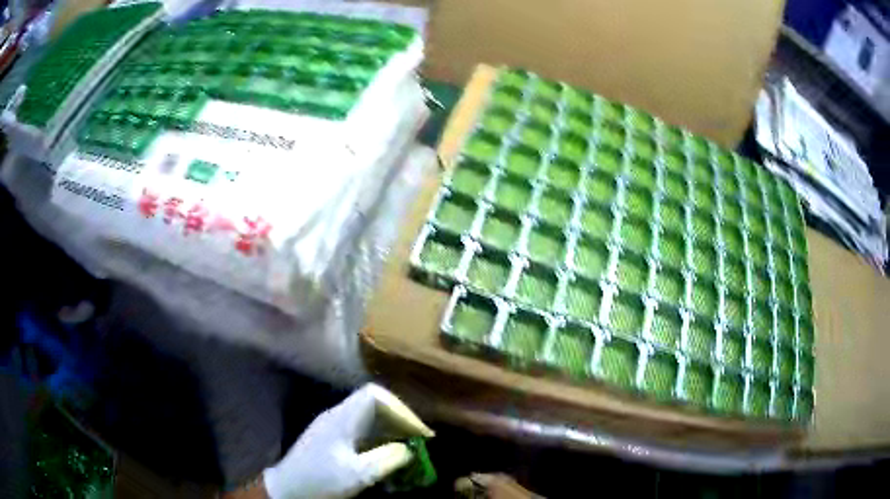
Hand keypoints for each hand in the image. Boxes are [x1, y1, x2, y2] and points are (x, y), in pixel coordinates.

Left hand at [263, 384, 432, 498]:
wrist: (287, 486)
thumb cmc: (319, 479)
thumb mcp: (356, 475)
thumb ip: (385, 460)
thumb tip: (408, 449)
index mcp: (342, 418)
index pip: (375, 395)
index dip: (400, 409)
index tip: (418, 431)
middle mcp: (337, 415)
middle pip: (374, 404)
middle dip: (399, 420)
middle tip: (418, 440)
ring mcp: (333, 426)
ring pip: (369, 418)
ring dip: (390, 431)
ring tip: (407, 450)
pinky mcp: (331, 438)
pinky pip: (361, 430)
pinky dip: (379, 440)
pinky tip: (386, 457)